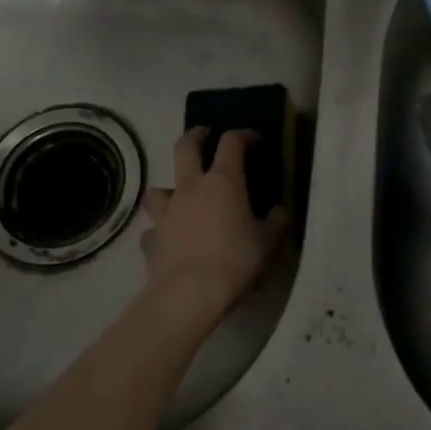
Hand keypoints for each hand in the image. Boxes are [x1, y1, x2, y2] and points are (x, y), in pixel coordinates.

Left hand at [140, 128, 290, 321]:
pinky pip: (153, 229)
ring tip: (179, 197)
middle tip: (204, 135)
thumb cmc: (235, 262)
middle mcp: (191, 188)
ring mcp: (166, 213)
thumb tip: (279, 211)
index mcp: (223, 182)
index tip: (254, 139)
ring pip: (159, 188)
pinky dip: (160, 231)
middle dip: (195, 136)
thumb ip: (275, 223)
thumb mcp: (268, 244)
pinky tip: (168, 241)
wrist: (189, 295)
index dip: (243, 135)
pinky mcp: (151, 239)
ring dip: (169, 188)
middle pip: (185, 148)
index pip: (232, 143)